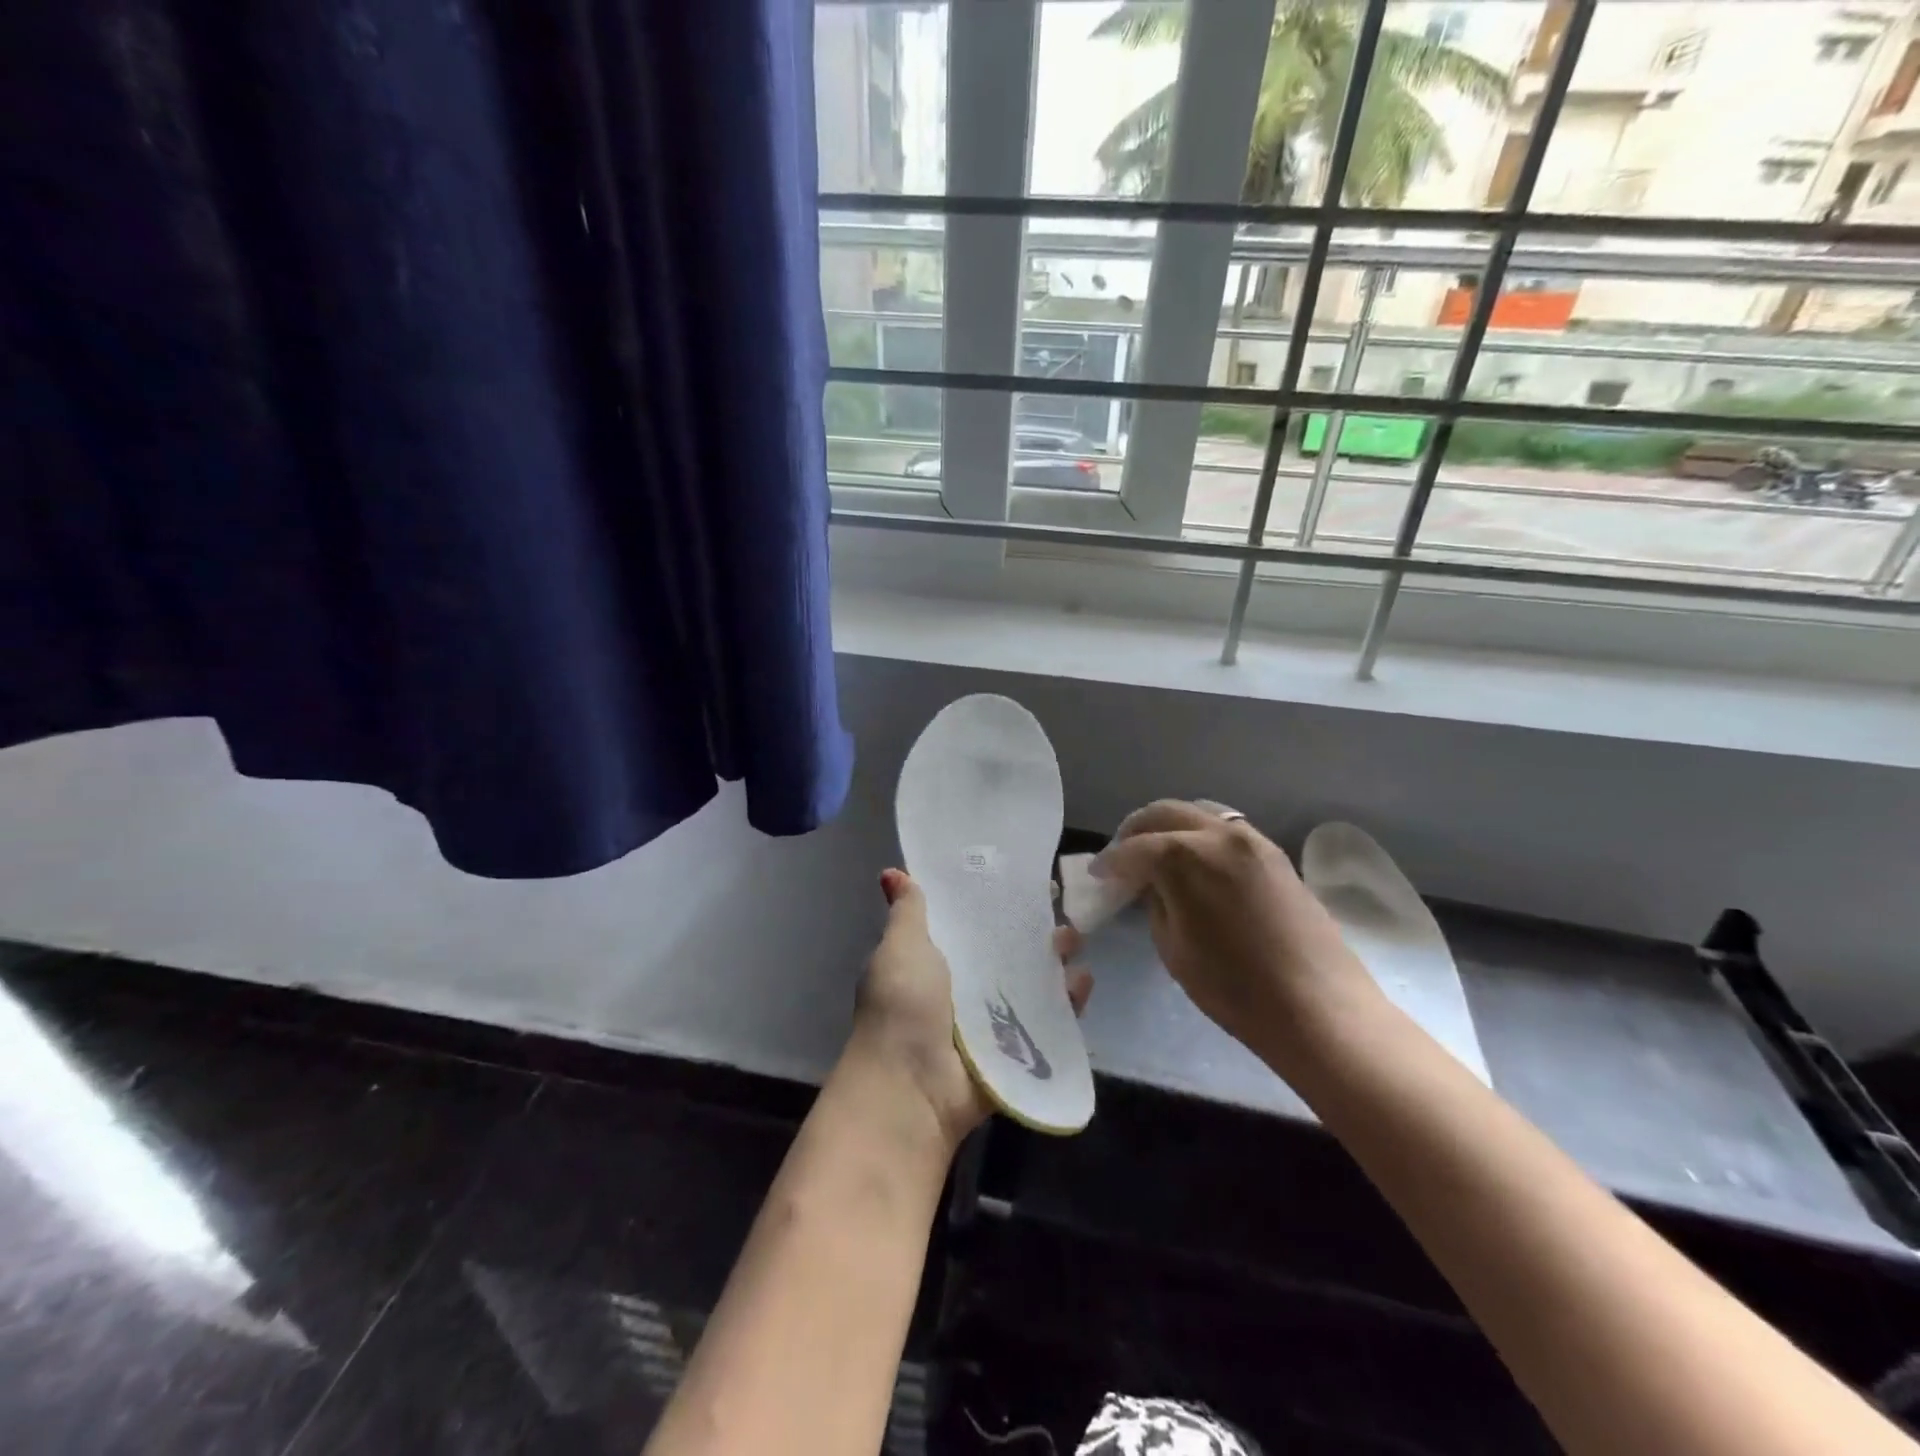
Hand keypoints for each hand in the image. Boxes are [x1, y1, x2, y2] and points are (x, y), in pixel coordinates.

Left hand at [847, 868, 1091, 1150]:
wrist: (910, 1086)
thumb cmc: (902, 1006)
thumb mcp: (901, 947)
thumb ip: (908, 911)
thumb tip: (891, 872)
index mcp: (935, 959)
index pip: (971, 922)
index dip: (995, 901)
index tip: (1024, 877)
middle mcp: (963, 986)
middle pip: (1007, 951)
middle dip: (1033, 930)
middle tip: (1060, 907)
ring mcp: (991, 1020)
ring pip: (1031, 984)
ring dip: (1055, 962)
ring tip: (1075, 939)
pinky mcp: (1015, 1050)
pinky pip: (1047, 1022)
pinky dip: (1067, 1004)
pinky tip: (1083, 981)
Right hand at [1093, 801, 1376, 1069]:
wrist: (1318, 1007)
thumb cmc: (1235, 988)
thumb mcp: (1174, 948)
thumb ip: (1155, 903)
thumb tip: (1152, 886)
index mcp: (1184, 856)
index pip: (1133, 848)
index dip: (1109, 862)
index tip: (1097, 874)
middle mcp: (1218, 834)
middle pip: (1164, 813)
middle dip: (1135, 831)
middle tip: (1122, 857)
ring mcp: (1252, 839)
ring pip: (1198, 812)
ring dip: (1170, 827)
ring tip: (1157, 854)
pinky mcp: (1275, 853)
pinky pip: (1226, 828)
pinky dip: (1201, 834)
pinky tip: (1195, 861)